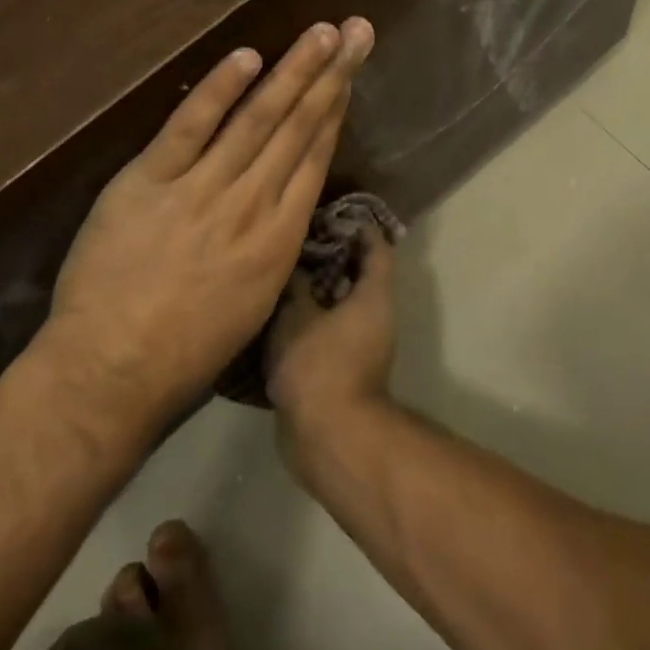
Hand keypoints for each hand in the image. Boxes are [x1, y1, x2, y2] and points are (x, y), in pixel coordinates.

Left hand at [38, 18, 374, 426]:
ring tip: (320, 33)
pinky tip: (247, 56)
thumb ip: (270, 246)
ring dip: (292, 72)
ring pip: (256, 120)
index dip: (335, 112)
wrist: (112, 371)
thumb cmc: (186, 353)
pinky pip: (189, 126)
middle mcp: (251, 205)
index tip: (350, 75)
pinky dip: (219, 90)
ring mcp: (201, 190)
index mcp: (279, 240)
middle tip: (355, 32)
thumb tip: (280, 203)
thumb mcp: (252, 303)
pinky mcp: (149, 182)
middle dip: (329, 76)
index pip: (314, 159)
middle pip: (297, 129)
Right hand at [267, 229, 397, 447]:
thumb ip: (295, 283)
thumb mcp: (297, 315)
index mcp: (373, 296)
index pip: (375, 246)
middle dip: (326, 255)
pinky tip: (275, 311)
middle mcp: (374, 315)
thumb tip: (293, 263)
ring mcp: (359, 344)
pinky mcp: (341, 367)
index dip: (354, 225)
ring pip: (338, 303)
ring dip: (313, 288)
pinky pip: (326, 329)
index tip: (324, 212)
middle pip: (356, 273)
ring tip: (278, 270)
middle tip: (292, 239)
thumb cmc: (319, 366)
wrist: (328, 437)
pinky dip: (307, 317)